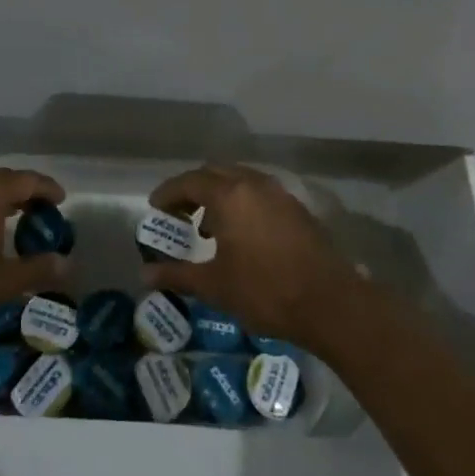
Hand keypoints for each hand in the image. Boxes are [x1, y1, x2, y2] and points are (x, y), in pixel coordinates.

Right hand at [141, 164, 363, 344]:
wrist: (329, 302)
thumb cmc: (265, 290)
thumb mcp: (215, 285)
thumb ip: (177, 275)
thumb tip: (145, 274)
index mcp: (229, 195)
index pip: (189, 181)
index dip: (168, 193)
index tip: (154, 208)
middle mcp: (253, 183)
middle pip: (215, 173)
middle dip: (192, 189)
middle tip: (177, 213)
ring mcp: (279, 193)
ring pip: (240, 180)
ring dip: (218, 194)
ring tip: (207, 225)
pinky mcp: (296, 207)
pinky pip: (259, 192)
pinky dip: (241, 202)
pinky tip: (240, 233)